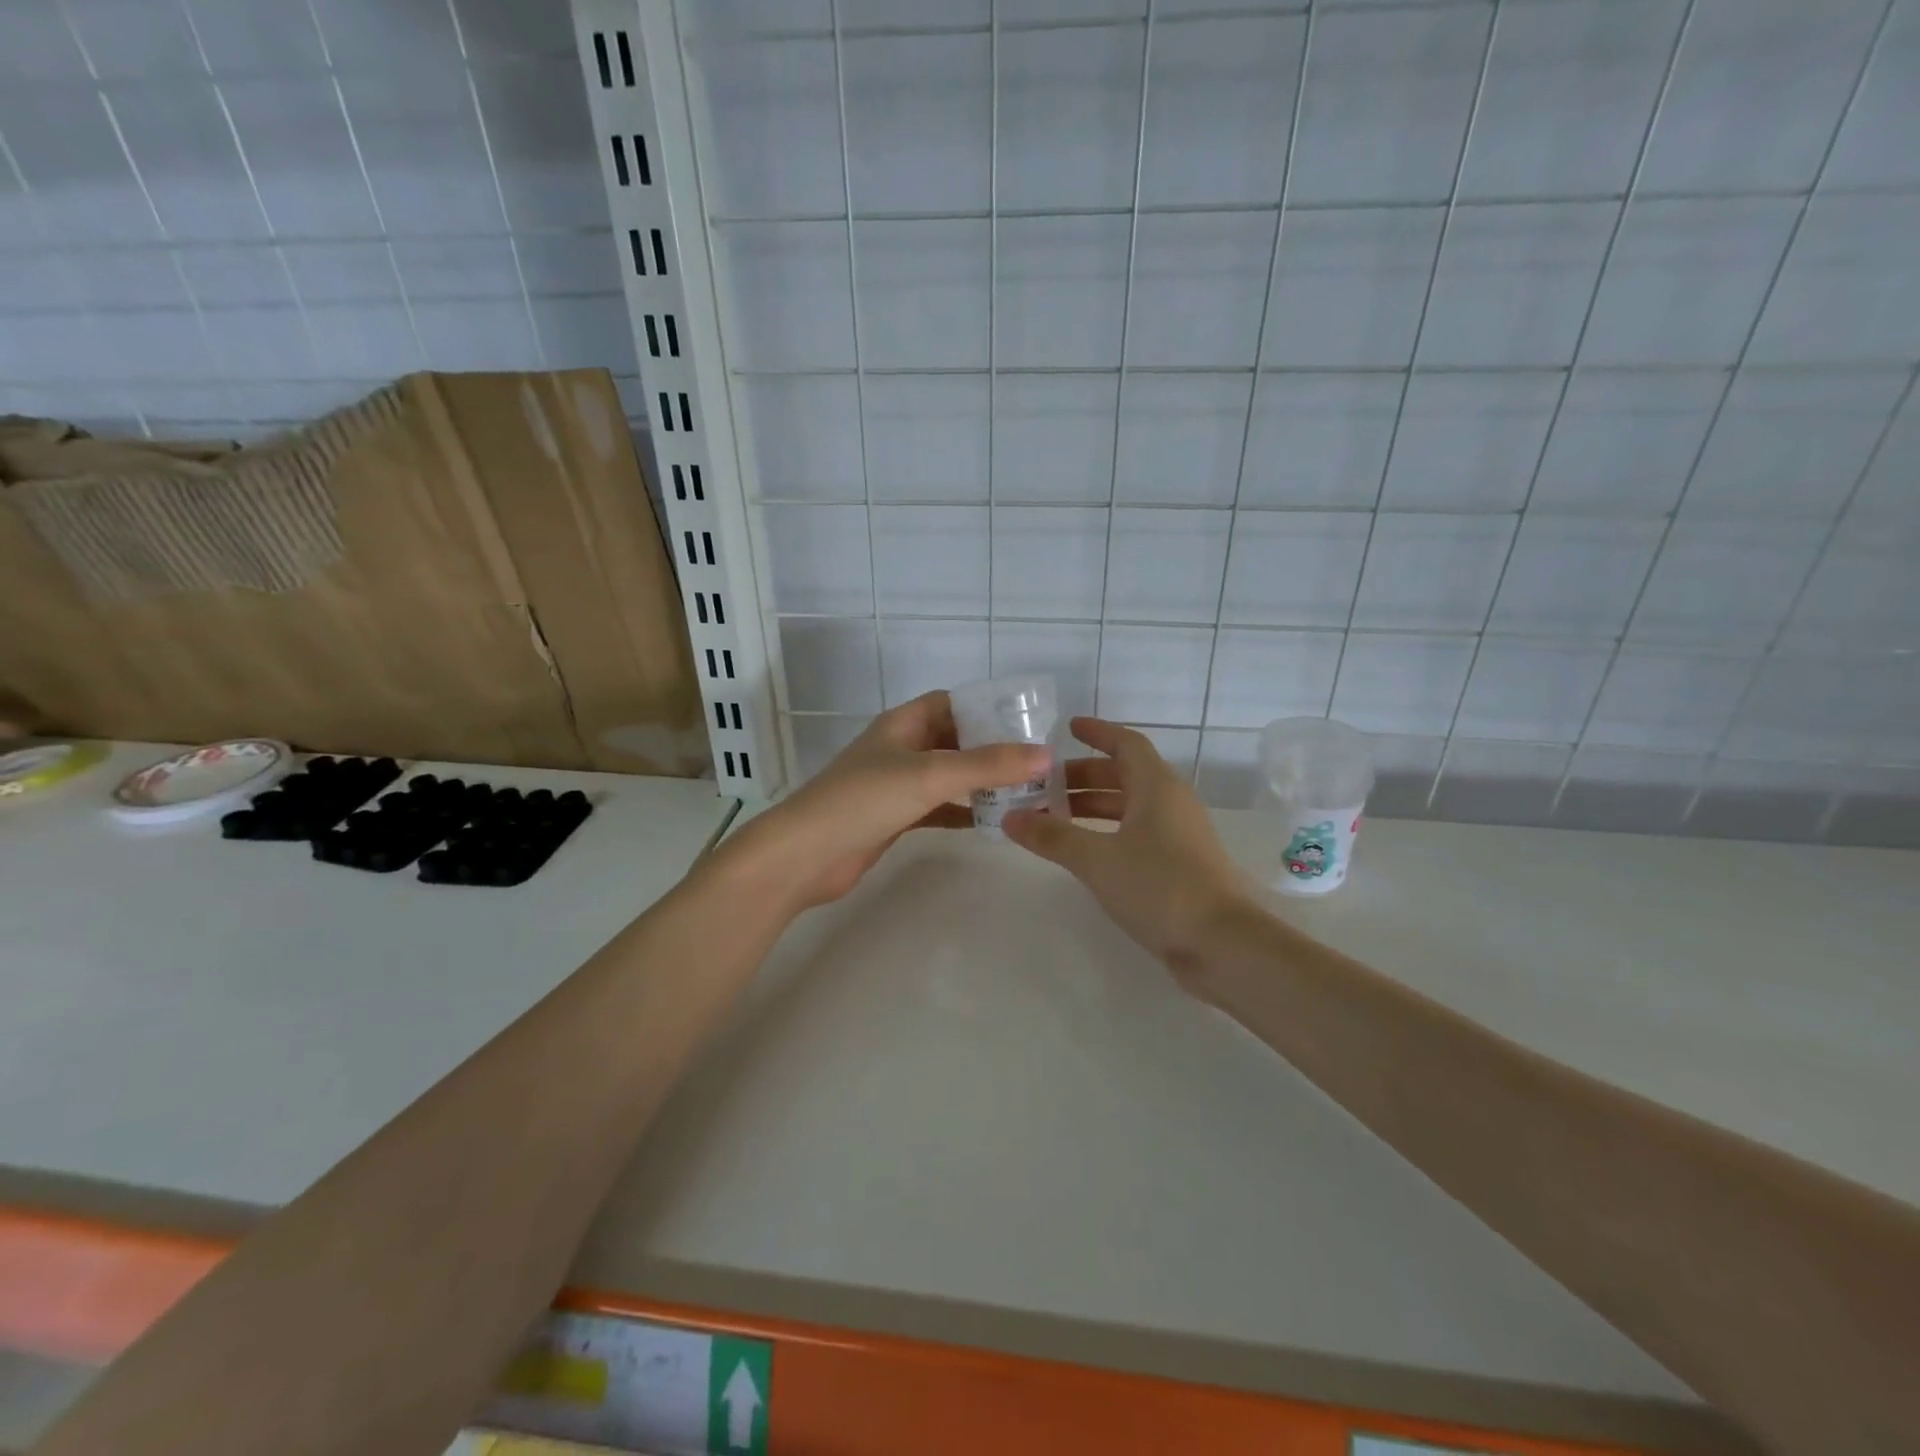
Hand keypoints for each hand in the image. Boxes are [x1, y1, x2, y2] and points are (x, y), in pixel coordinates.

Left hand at [723, 691, 1049, 912]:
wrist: (806, 855)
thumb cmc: (864, 800)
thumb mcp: (929, 774)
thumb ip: (988, 765)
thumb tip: (1046, 754)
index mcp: (903, 725)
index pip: (951, 703)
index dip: (986, 707)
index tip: (1028, 721)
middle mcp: (901, 749)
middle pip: (955, 740)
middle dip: (992, 748)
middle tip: (1038, 761)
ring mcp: (897, 786)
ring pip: (949, 776)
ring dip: (982, 782)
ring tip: (1028, 791)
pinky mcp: (896, 818)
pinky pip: (940, 808)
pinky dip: (965, 811)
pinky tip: (995, 821)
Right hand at [1004, 718, 1251, 974]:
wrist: (1222, 942)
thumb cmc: (1159, 886)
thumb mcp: (1097, 859)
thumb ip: (1052, 836)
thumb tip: (1010, 818)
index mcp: (1156, 786)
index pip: (1125, 743)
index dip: (1097, 732)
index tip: (1068, 728)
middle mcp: (1170, 802)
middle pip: (1124, 774)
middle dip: (1083, 775)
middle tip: (1043, 784)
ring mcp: (1178, 834)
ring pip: (1130, 806)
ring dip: (1093, 806)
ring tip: (1053, 818)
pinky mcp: (1180, 864)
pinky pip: (1137, 832)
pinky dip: (1107, 831)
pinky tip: (1084, 850)